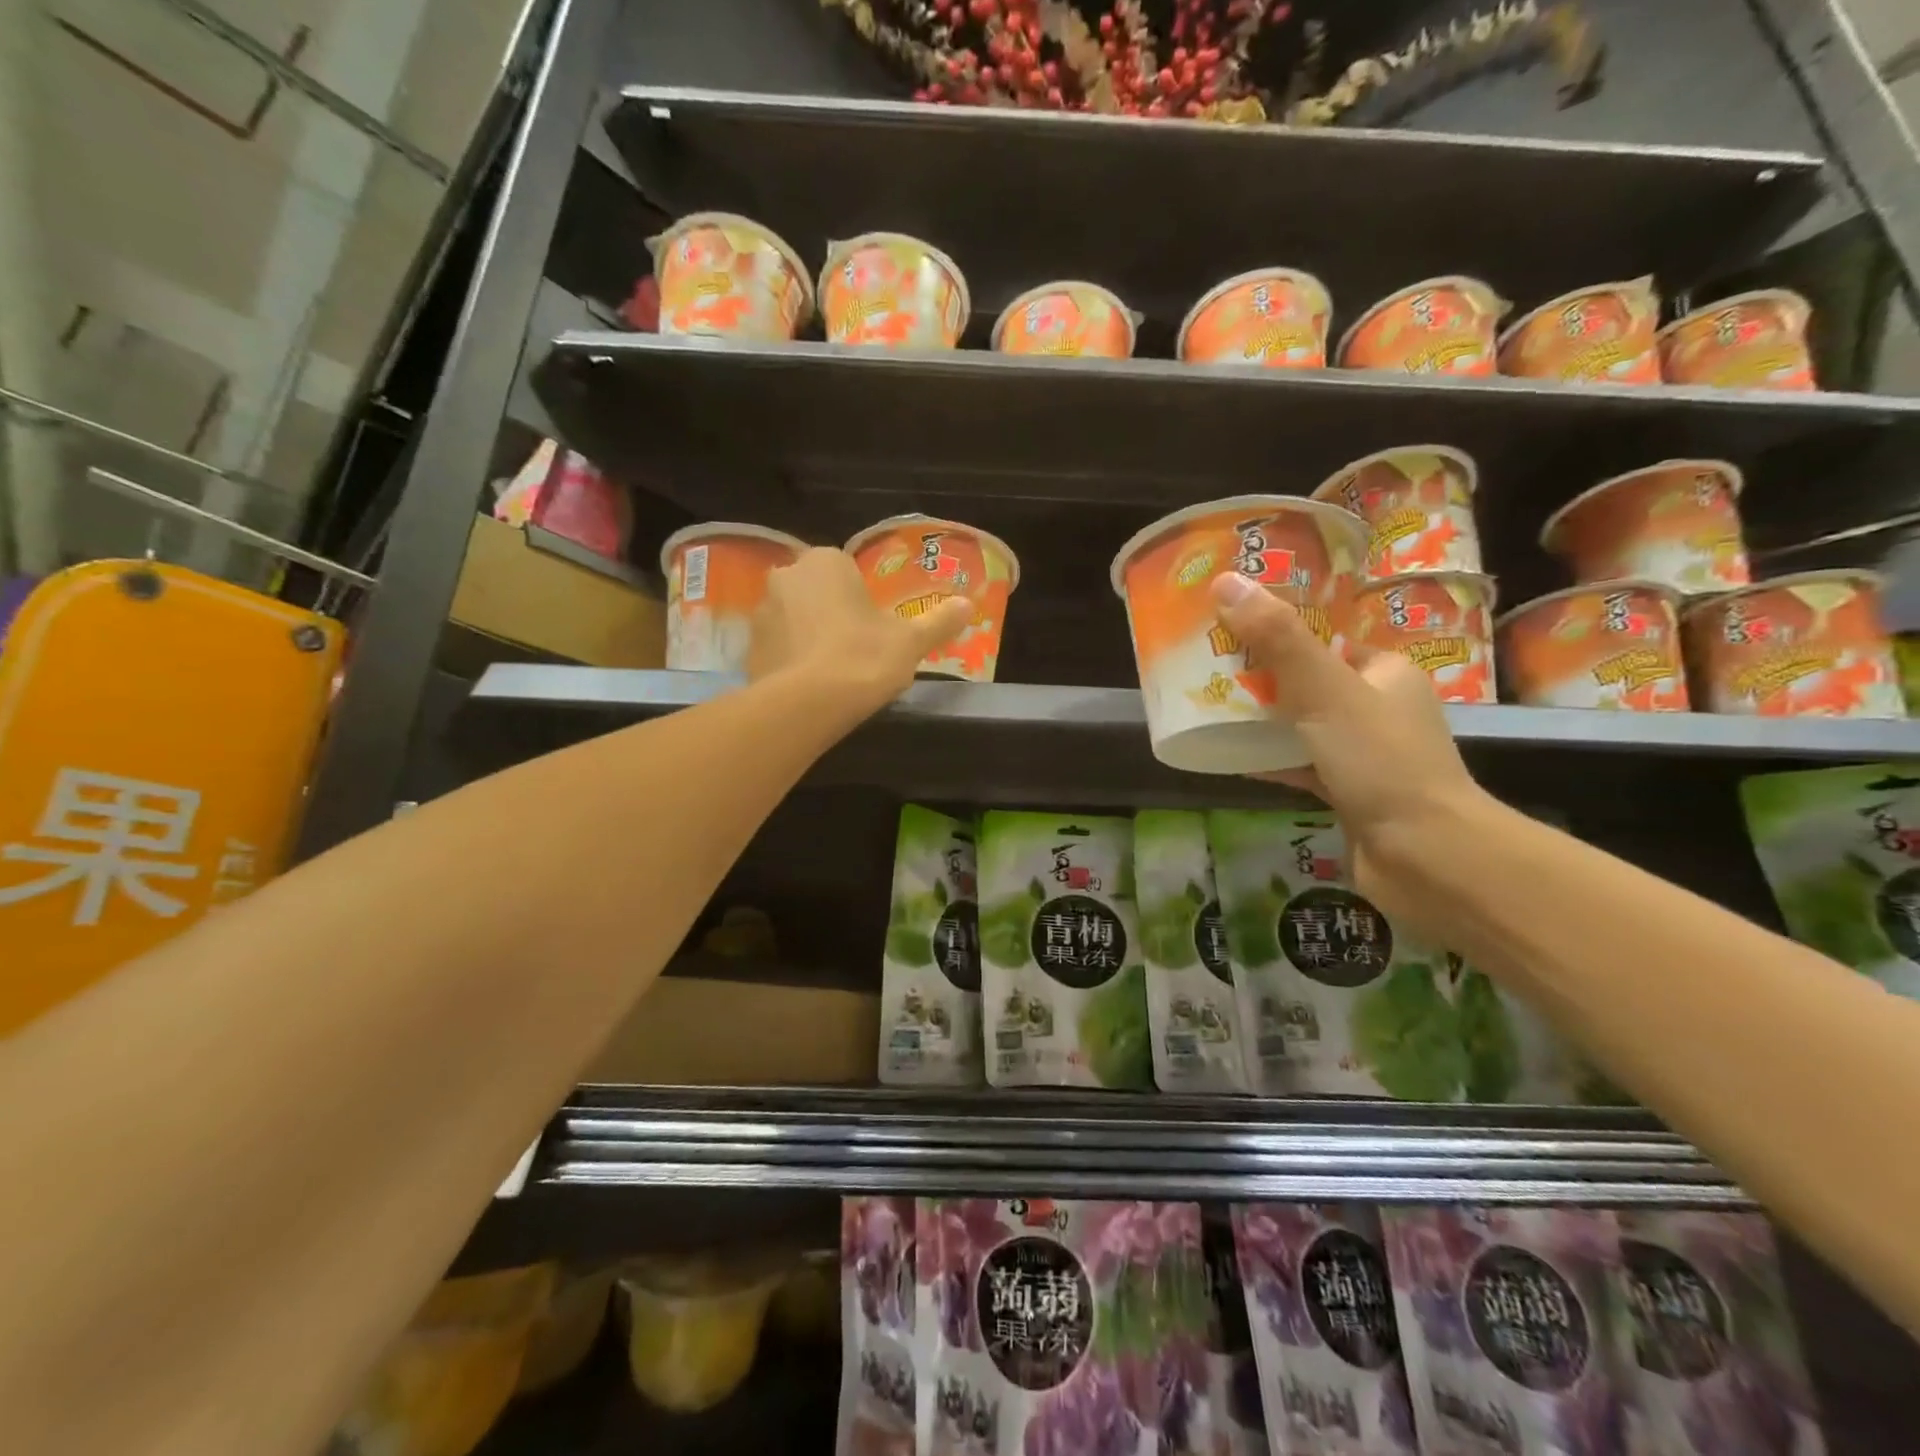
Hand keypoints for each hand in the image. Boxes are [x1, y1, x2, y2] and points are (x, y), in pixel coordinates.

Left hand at [748, 547, 973, 711]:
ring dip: (808, 635)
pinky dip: (790, 660)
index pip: (846, 570)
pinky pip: (777, 647)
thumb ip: (939, 621)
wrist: (807, 705)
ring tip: (832, 671)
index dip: (861, 599)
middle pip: (816, 592)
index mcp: (825, 562)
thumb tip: (968, 605)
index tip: (875, 628)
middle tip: (856, 648)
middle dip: (832, 613)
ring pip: (793, 618)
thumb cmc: (863, 659)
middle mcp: (787, 576)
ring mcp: (761, 612)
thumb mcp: (911, 642)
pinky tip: (809, 686)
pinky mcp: (748, 648)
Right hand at [1209, 573, 1493, 918]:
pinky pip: (1300, 765)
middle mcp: (1379, 707)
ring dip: (1260, 720)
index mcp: (1385, 671)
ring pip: (1301, 725)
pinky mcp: (1349, 791)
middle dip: (1260, 677)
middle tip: (1206, 670)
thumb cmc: (1380, 760)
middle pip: (1308, 681)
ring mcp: (1364, 752)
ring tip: (1207, 709)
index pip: (1326, 639)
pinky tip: (1230, 758)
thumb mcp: (1324, 691)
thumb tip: (1226, 581)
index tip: (1229, 628)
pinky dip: (1269, 760)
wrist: (1424, 855)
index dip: (1278, 630)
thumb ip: (1277, 639)